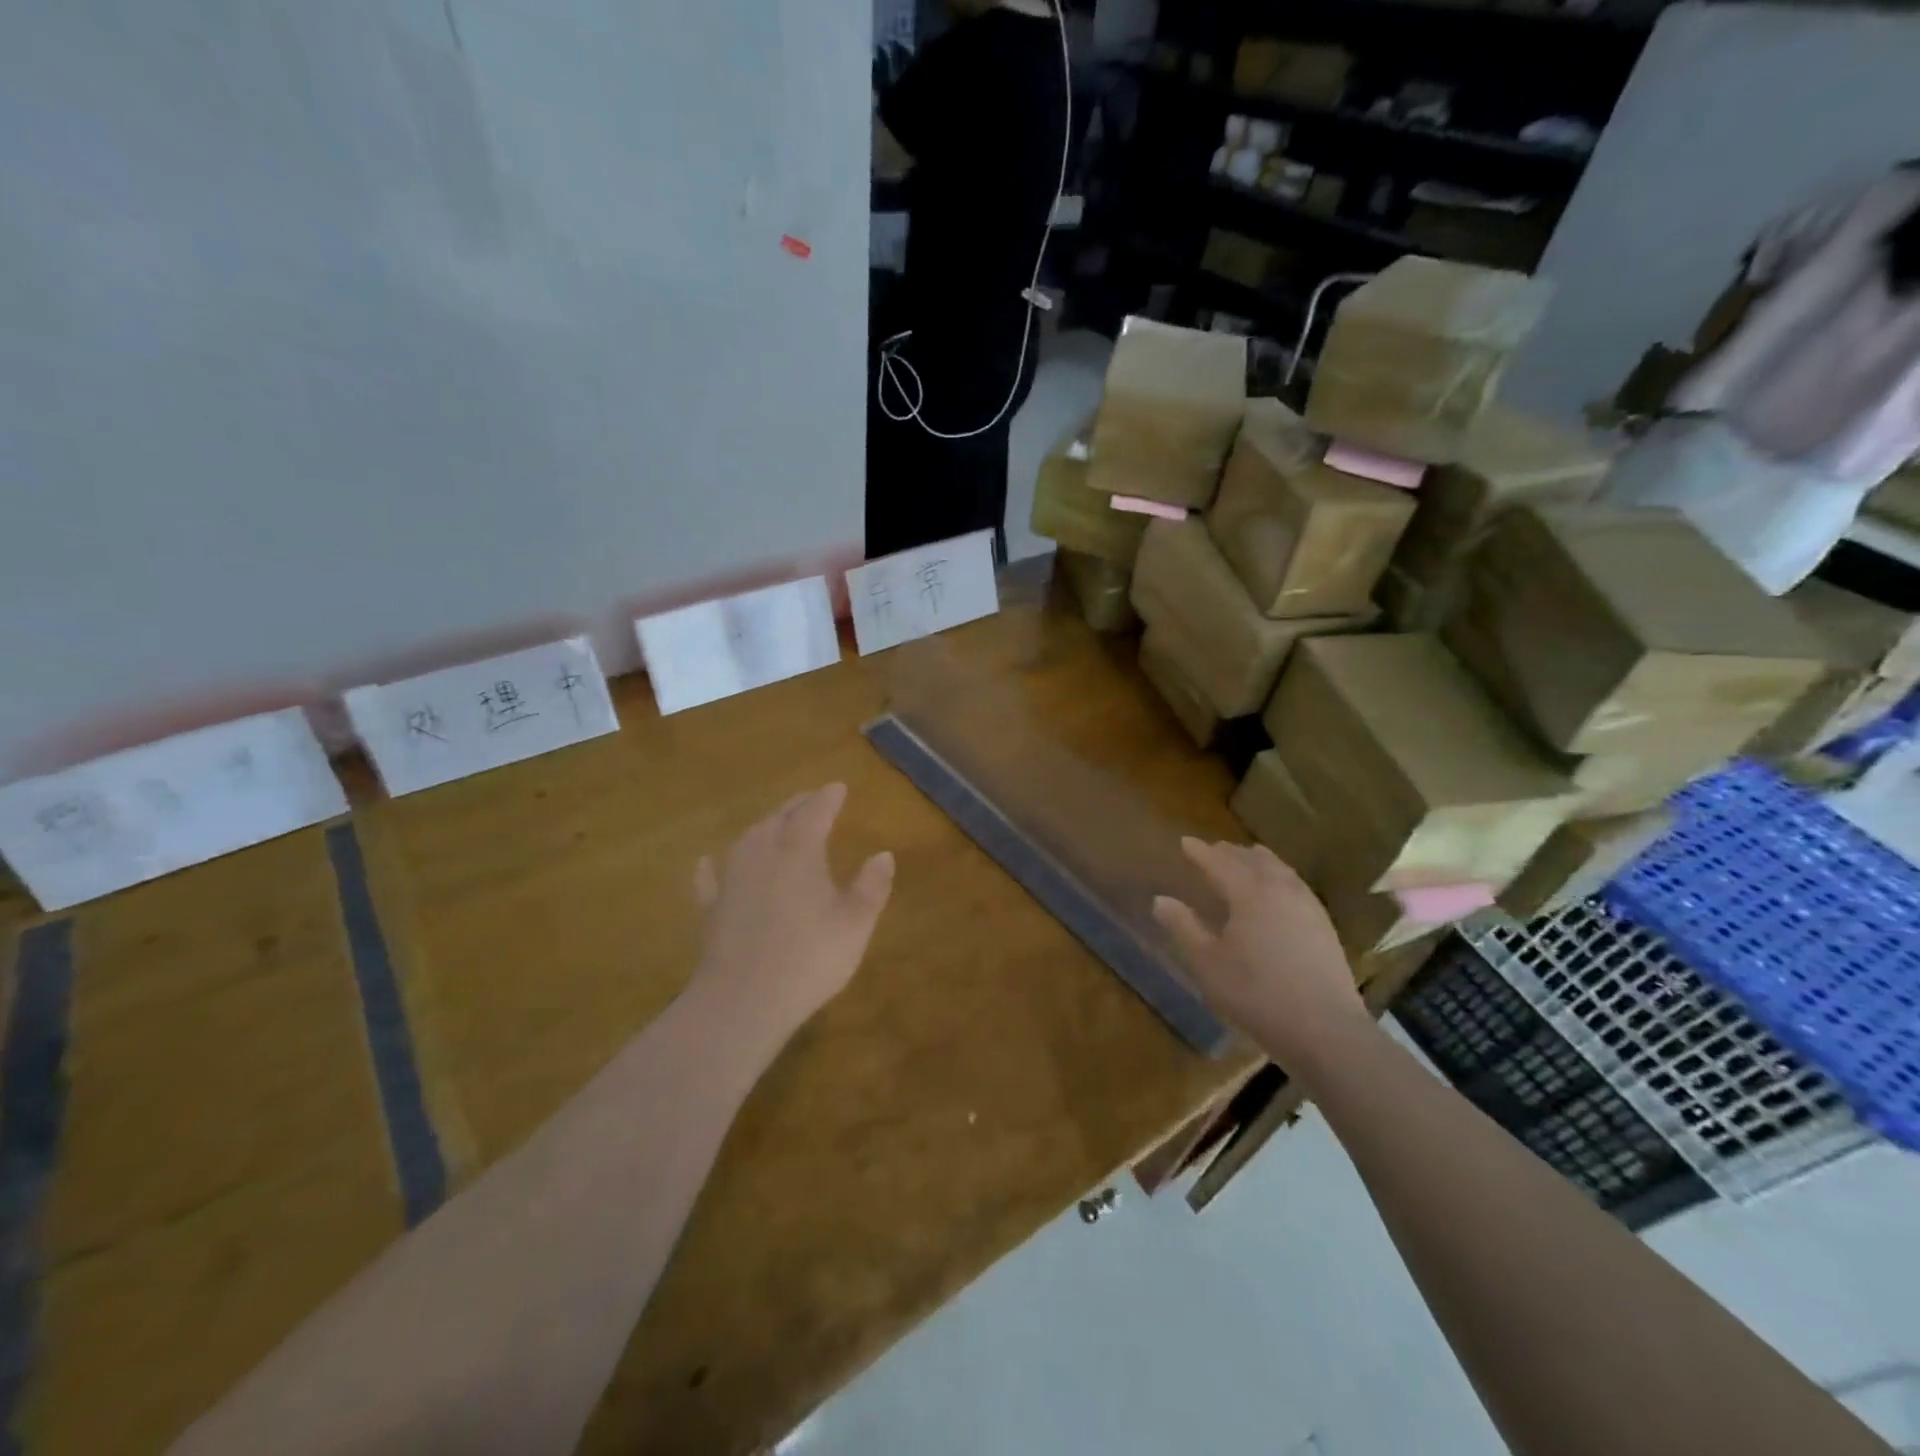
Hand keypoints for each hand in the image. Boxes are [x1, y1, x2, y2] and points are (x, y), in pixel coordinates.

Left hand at [689, 783, 894, 1044]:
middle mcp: (762, 853)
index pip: (815, 812)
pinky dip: (714, 866)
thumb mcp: (855, 924)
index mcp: (799, 851)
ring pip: (748, 839)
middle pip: (779, 818)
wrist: (742, 1001)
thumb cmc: (809, 958)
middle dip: (797, 806)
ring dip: (764, 827)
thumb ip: (871, 886)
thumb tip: (883, 854)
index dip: (828, 798)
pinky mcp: (711, 908)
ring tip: (775, 824)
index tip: (839, 787)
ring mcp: (731, 879)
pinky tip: (707, 862)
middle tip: (811, 800)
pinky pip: (711, 877)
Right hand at [1152, 838, 1368, 1068]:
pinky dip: (1278, 875)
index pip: (1219, 862)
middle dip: (1228, 852)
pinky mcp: (1324, 924)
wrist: (1325, 1029)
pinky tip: (1278, 890)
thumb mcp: (1208, 964)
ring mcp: (1307, 905)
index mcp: (1249, 892)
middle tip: (1211, 850)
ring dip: (1256, 860)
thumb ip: (1183, 927)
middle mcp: (1280, 888)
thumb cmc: (1257, 994)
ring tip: (1245, 859)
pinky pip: (1295, 883)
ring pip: (1278, 868)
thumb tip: (1160, 900)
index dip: (1200, 852)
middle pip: (1251, 859)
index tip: (1184, 842)